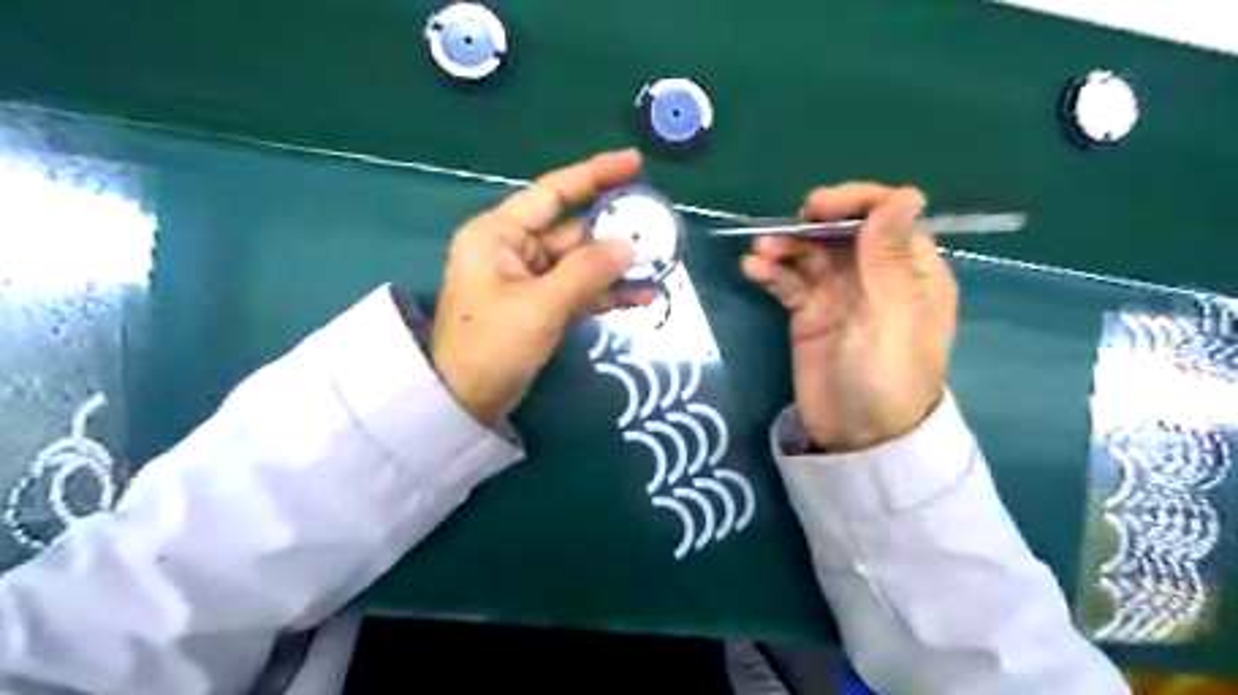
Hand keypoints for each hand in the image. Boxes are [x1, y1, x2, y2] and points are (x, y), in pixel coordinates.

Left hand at [430, 148, 649, 424]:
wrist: (463, 402)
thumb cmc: (490, 346)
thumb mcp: (540, 306)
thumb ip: (586, 272)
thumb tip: (628, 244)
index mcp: (499, 234)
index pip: (552, 193)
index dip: (594, 175)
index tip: (635, 164)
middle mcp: (514, 249)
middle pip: (573, 230)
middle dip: (615, 231)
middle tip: (659, 226)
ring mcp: (528, 280)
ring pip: (581, 264)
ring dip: (616, 267)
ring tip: (661, 265)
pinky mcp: (540, 307)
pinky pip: (578, 291)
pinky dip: (606, 294)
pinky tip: (642, 297)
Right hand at [739, 185, 959, 453]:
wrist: (855, 435)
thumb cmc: (884, 375)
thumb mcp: (891, 314)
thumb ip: (889, 255)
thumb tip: (906, 193)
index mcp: (911, 271)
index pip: (888, 217)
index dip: (855, 203)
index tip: (818, 208)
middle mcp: (876, 276)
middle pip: (843, 232)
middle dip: (812, 226)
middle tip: (781, 231)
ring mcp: (840, 295)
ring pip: (812, 255)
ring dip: (786, 247)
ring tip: (760, 253)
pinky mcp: (810, 314)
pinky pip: (790, 282)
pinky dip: (773, 272)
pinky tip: (753, 270)